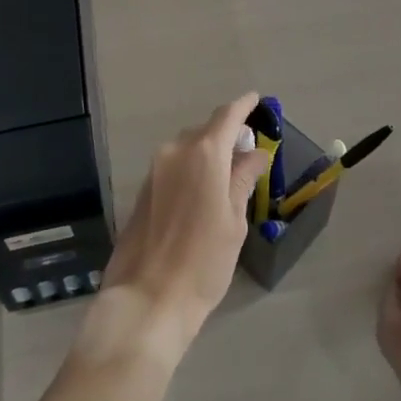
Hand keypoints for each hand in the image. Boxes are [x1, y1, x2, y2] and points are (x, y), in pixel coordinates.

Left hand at [84, 94, 268, 362]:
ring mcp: (155, 169)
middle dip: (228, 135)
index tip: (258, 101)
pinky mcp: (143, 189)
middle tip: (248, 153)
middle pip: (207, 131)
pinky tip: (203, 192)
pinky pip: (174, 165)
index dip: (244, 106)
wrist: (146, 299)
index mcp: (204, 153)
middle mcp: (176, 151)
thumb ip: (243, 180)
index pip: (228, 116)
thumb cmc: (203, 262)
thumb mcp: (234, 221)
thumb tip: (254, 154)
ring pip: (188, 148)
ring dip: (208, 153)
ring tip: (228, 176)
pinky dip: (192, 168)